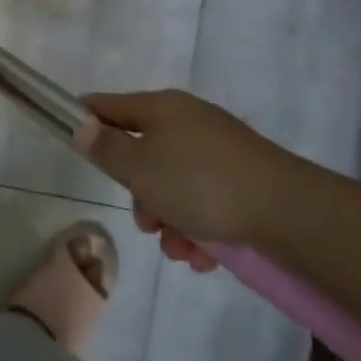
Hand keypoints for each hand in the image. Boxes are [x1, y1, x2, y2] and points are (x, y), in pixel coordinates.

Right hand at [73, 90, 295, 269]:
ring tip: (182, 250)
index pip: (110, 105)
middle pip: (144, 154)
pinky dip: (200, 226)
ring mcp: (218, 149)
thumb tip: (82, 125)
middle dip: (140, 195)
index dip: (87, 119)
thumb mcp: (140, 169)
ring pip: (175, 184)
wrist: (287, 210)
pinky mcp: (242, 177)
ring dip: (170, 220)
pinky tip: (206, 254)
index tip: (73, 140)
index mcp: (161, 108)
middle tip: (146, 223)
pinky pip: (205, 199)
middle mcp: (189, 121)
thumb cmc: (200, 183)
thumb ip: (106, 148)